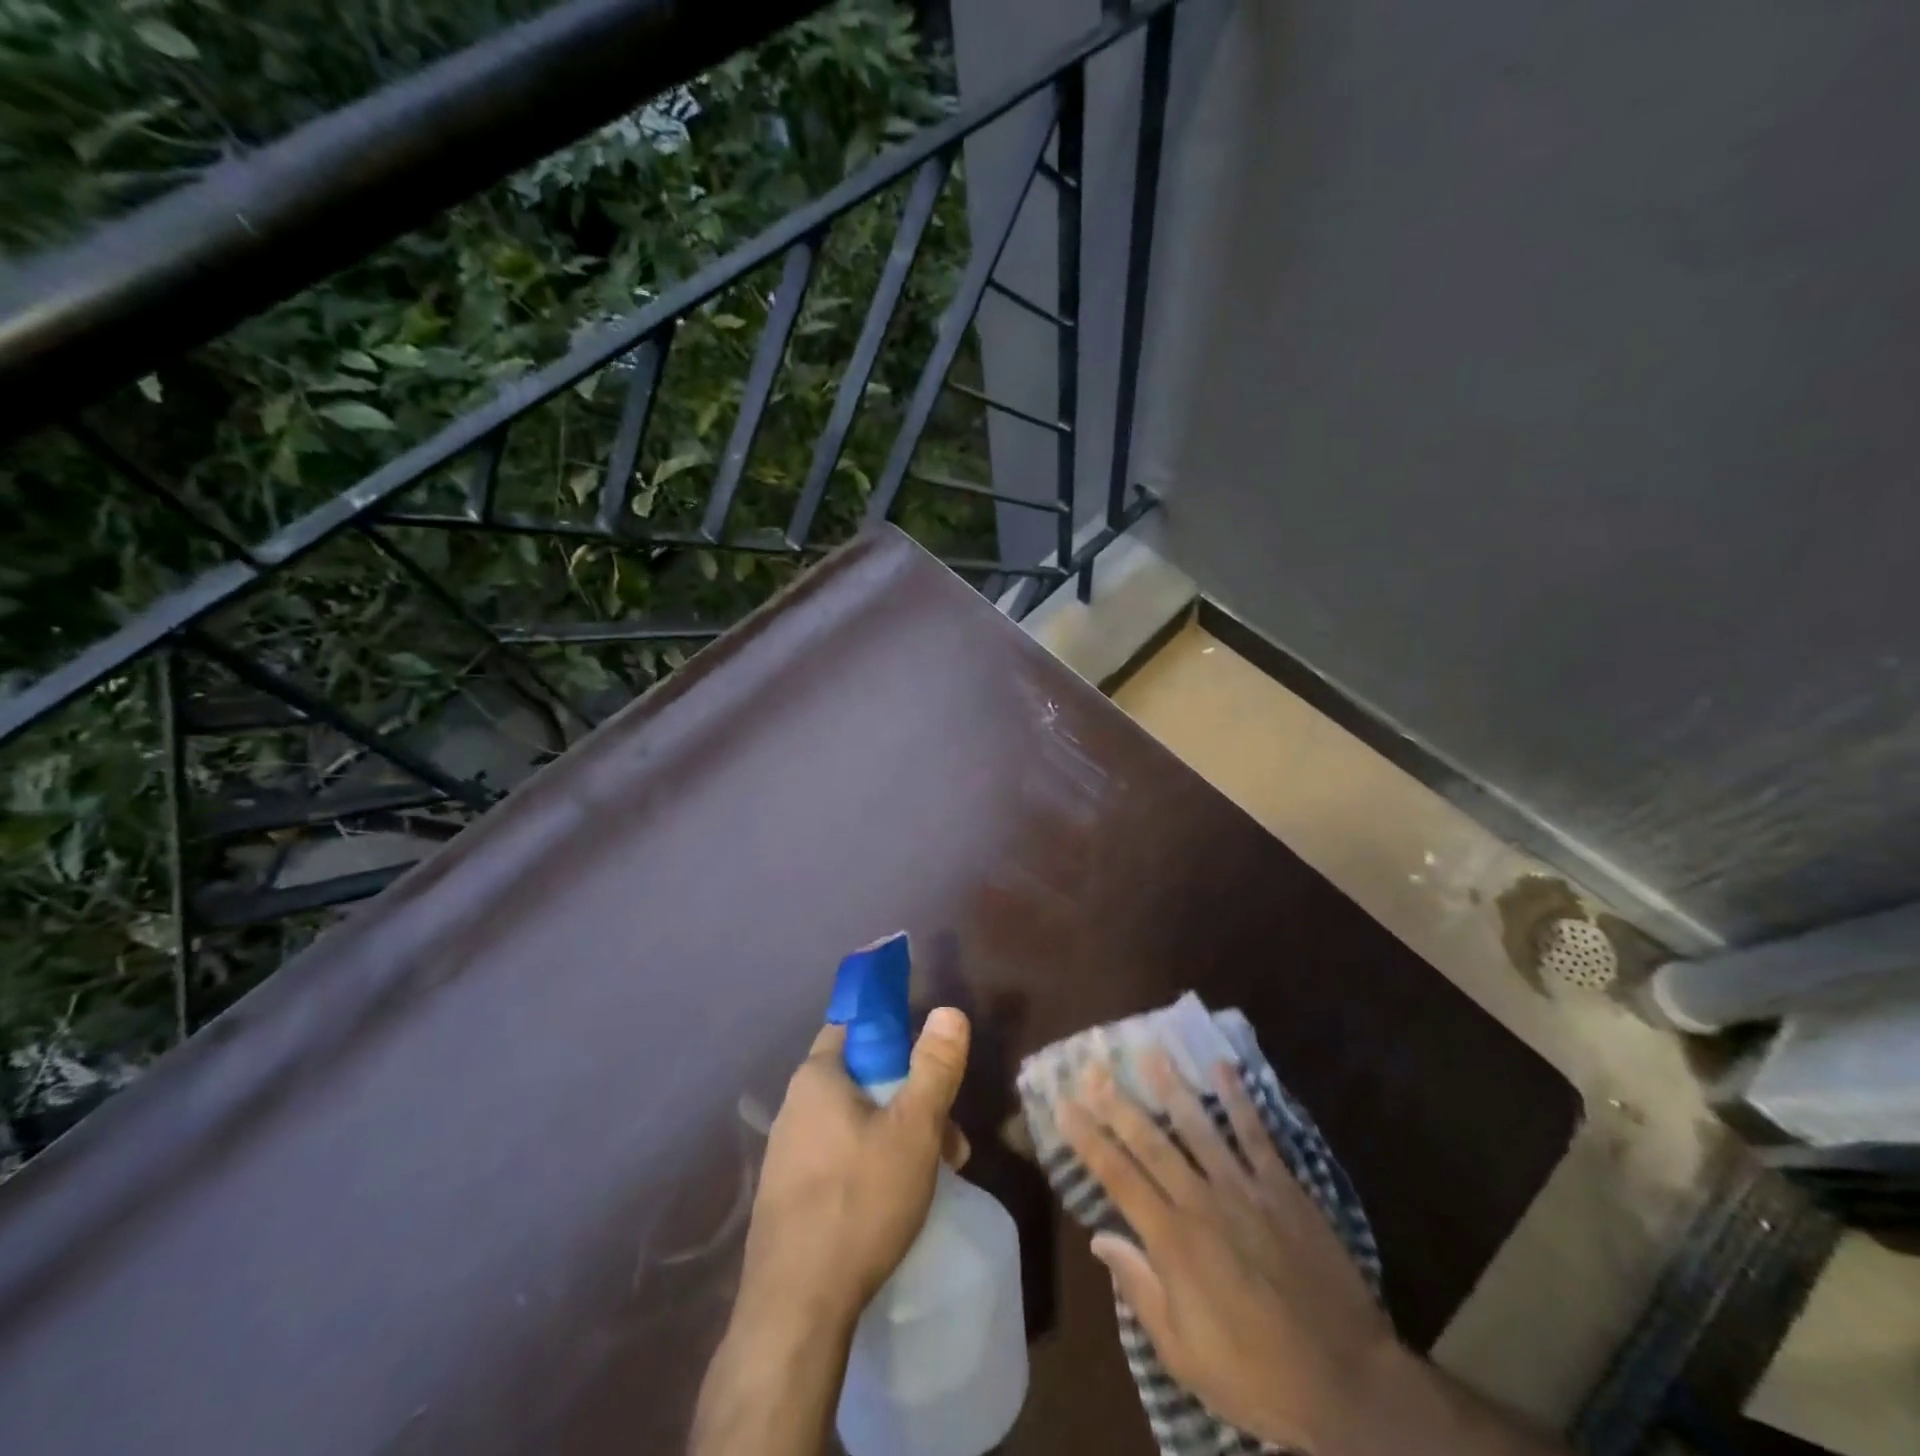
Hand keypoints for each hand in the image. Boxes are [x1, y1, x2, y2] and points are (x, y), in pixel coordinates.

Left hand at [692, 1008, 971, 1455]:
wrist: (795, 1311)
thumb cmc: (859, 1201)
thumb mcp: (914, 1129)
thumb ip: (934, 1067)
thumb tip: (948, 1009)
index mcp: (817, 1076)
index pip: (854, 1025)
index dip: (894, 1030)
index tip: (928, 1056)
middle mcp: (795, 1106)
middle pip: (863, 1079)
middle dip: (911, 1097)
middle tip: (949, 1136)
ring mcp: (787, 1153)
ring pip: (855, 1122)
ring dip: (898, 1135)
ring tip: (937, 1172)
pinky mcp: (789, 1195)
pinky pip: (839, 1158)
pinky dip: (873, 1163)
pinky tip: (897, 1199)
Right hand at [1058, 1050, 1401, 1455]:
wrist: (1347, 1382)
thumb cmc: (1256, 1374)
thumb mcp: (1183, 1353)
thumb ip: (1139, 1288)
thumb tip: (1099, 1238)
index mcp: (1172, 1241)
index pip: (1117, 1176)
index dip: (1087, 1138)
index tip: (1063, 1105)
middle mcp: (1202, 1202)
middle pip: (1150, 1141)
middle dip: (1117, 1102)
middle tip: (1093, 1066)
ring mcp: (1245, 1190)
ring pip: (1199, 1127)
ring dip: (1171, 1086)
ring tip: (1150, 1050)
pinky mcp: (1284, 1188)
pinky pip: (1256, 1135)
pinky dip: (1239, 1099)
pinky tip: (1223, 1068)